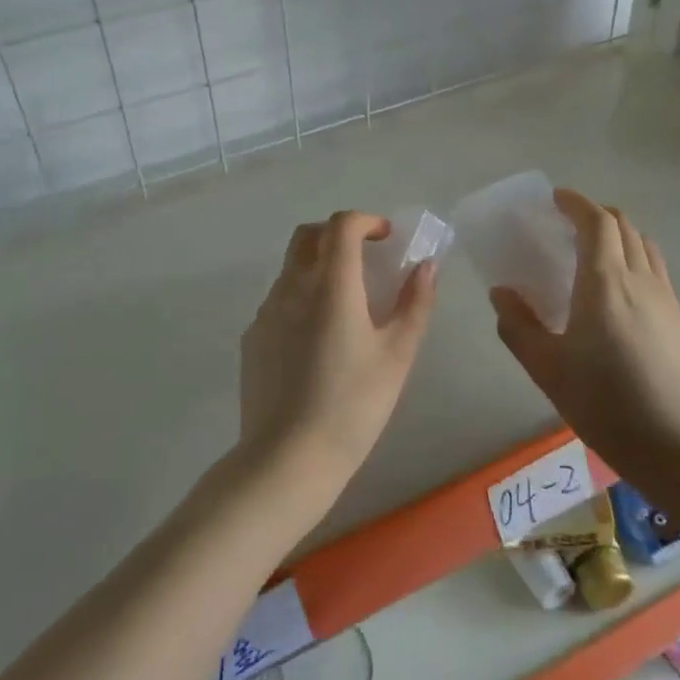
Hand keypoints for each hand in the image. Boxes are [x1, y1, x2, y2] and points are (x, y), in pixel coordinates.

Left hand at [239, 211, 436, 499]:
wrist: (288, 458)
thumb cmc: (353, 406)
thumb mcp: (397, 355)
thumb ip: (415, 304)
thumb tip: (426, 267)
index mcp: (331, 285)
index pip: (341, 225)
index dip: (366, 221)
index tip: (386, 238)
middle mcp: (292, 288)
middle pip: (308, 236)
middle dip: (337, 234)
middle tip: (364, 259)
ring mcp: (266, 312)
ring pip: (291, 269)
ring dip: (318, 267)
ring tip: (345, 305)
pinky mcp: (252, 338)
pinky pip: (278, 301)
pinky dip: (301, 298)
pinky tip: (317, 341)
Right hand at [490, 190, 679, 479]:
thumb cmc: (606, 405)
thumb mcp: (548, 369)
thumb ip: (519, 326)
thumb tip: (502, 293)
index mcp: (605, 283)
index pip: (596, 223)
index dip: (576, 204)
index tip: (555, 199)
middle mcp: (641, 281)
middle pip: (624, 228)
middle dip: (596, 216)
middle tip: (568, 226)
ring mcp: (667, 301)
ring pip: (645, 248)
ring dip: (619, 236)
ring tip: (594, 253)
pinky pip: (656, 273)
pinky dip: (634, 262)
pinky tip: (620, 295)